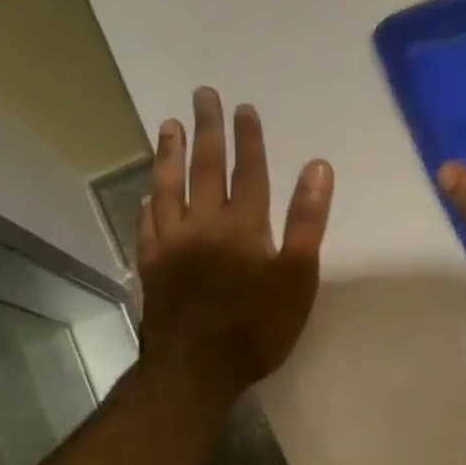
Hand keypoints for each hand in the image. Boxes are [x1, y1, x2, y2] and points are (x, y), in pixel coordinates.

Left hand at [137, 88, 333, 401]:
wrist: (195, 370)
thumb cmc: (257, 326)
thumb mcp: (296, 277)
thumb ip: (306, 221)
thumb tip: (317, 167)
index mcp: (242, 225)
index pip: (248, 171)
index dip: (248, 138)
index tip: (244, 107)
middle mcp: (203, 224)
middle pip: (205, 168)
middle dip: (207, 130)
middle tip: (201, 95)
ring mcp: (172, 244)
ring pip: (168, 188)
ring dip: (169, 155)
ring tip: (168, 125)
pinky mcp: (152, 267)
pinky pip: (148, 226)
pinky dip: (149, 205)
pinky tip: (148, 195)